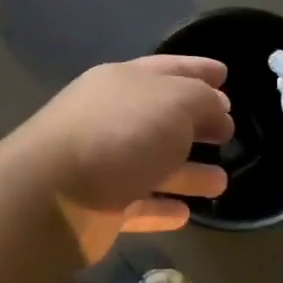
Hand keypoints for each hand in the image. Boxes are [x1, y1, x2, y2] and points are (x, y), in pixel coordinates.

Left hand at [11, 55, 233, 262]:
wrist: (54, 195)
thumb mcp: (174, 102)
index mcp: (123, 82)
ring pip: (153, 164)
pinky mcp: (99, 207)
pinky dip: (161, 207)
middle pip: (161, 118)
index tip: (225, 74)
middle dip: (196, 124)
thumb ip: (202, 101)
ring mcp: (103, 164)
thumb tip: (218, 111)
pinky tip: (185, 214)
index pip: (168, 68)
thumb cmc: (120, 133)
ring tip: (221, 182)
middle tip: (228, 132)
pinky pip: (139, 204)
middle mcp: (111, 118)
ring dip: (187, 172)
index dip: (198, 69)